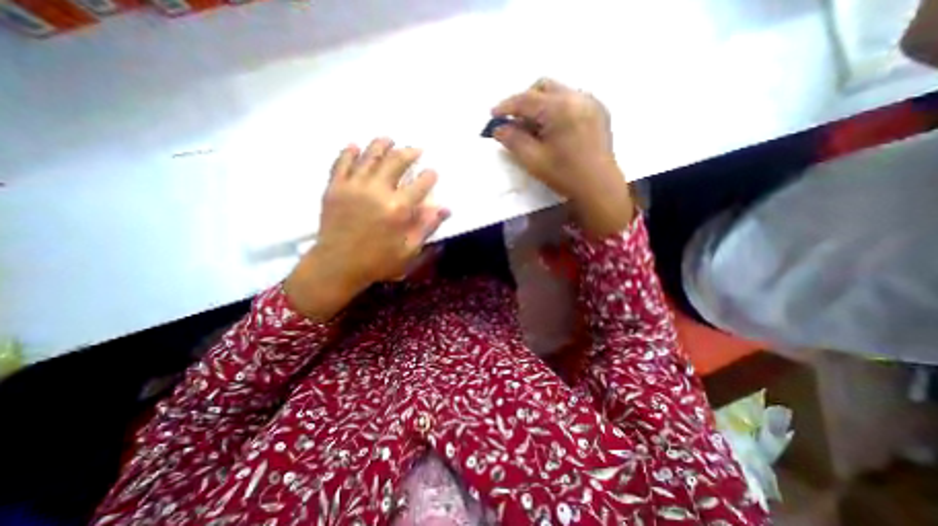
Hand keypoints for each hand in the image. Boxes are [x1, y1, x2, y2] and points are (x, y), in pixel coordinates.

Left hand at [285, 137, 447, 319]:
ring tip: (389, 140)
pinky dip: (349, 152)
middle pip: (396, 162)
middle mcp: (377, 191)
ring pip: (369, 156)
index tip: (433, 172)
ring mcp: (353, 186)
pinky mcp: (334, 188)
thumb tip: (444, 209)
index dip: (429, 176)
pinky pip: (341, 163)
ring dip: (381, 145)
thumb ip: (426, 227)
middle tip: (415, 149)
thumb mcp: (409, 250)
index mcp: (398, 209)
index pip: (420, 184)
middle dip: (409, 153)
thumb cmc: (377, 262)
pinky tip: (356, 146)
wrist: (337, 266)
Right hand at [492, 77, 636, 236]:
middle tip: (515, 122)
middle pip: (543, 87)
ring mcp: (590, 102)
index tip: (493, 115)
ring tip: (533, 128)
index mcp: (560, 108)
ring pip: (558, 92)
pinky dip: (556, 109)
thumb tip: (498, 129)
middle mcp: (577, 96)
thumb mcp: (534, 160)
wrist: (599, 187)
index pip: (526, 99)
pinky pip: (571, 101)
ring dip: (541, 105)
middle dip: (525, 101)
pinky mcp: (598, 111)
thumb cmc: (565, 175)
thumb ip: (513, 141)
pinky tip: (553, 129)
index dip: (506, 106)